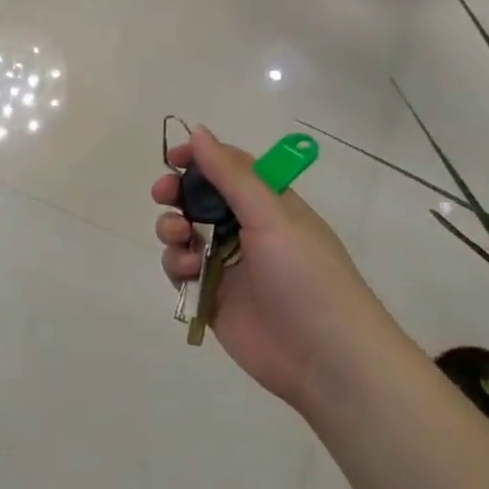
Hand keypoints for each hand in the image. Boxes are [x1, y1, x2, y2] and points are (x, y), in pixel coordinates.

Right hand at [153, 127, 392, 413]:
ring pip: (184, 233)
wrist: (324, 357)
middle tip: (164, 194)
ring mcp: (227, 265)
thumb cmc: (305, 275)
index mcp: (269, 205)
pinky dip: (176, 264)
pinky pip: (181, 270)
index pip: (229, 168)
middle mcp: (246, 230)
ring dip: (172, 227)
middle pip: (199, 199)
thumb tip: (198, 131)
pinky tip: (186, 269)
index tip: (173, 158)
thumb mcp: (271, 215)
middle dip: (177, 193)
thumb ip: (231, 174)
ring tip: (179, 237)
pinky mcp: (211, 297)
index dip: (199, 159)